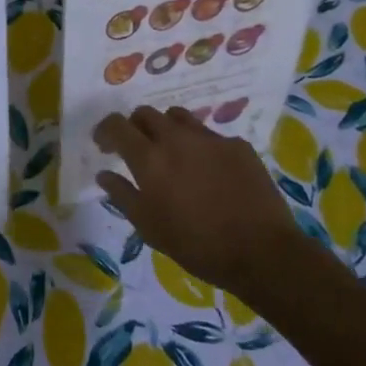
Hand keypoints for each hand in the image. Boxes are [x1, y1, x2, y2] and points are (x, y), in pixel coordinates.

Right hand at [94, 106, 316, 301]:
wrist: (262, 252)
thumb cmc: (197, 245)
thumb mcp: (150, 227)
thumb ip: (122, 195)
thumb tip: (104, 174)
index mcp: (150, 158)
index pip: (117, 125)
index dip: (105, 130)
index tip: (103, 144)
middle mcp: (177, 138)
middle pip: (146, 113)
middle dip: (135, 126)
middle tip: (137, 148)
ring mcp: (210, 138)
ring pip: (178, 117)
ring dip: (167, 128)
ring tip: (172, 153)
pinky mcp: (237, 145)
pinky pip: (210, 135)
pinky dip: (200, 146)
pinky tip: (209, 171)